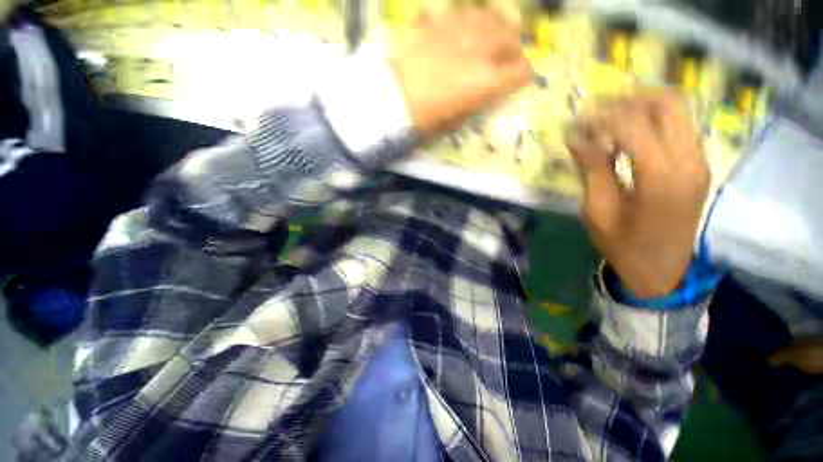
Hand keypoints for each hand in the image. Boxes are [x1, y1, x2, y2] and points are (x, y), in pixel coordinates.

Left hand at [389, 9, 532, 138]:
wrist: (389, 99)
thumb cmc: (421, 120)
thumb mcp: (452, 121)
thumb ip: (473, 104)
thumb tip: (481, 94)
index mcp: (484, 82)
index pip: (520, 72)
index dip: (523, 76)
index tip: (520, 79)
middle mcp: (478, 51)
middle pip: (510, 37)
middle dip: (513, 48)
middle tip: (507, 57)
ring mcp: (457, 32)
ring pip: (489, 17)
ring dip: (495, 27)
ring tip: (490, 38)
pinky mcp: (436, 23)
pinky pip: (461, 13)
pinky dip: (469, 20)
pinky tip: (464, 28)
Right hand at [567, 90, 710, 297]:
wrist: (662, 269)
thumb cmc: (623, 245)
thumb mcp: (598, 210)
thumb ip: (592, 169)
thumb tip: (577, 137)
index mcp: (661, 179)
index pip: (634, 126)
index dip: (602, 118)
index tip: (578, 122)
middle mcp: (689, 162)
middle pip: (668, 103)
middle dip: (628, 99)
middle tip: (597, 110)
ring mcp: (699, 161)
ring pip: (677, 109)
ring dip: (640, 106)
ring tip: (609, 118)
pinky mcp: (698, 163)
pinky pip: (678, 125)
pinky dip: (652, 120)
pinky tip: (628, 133)